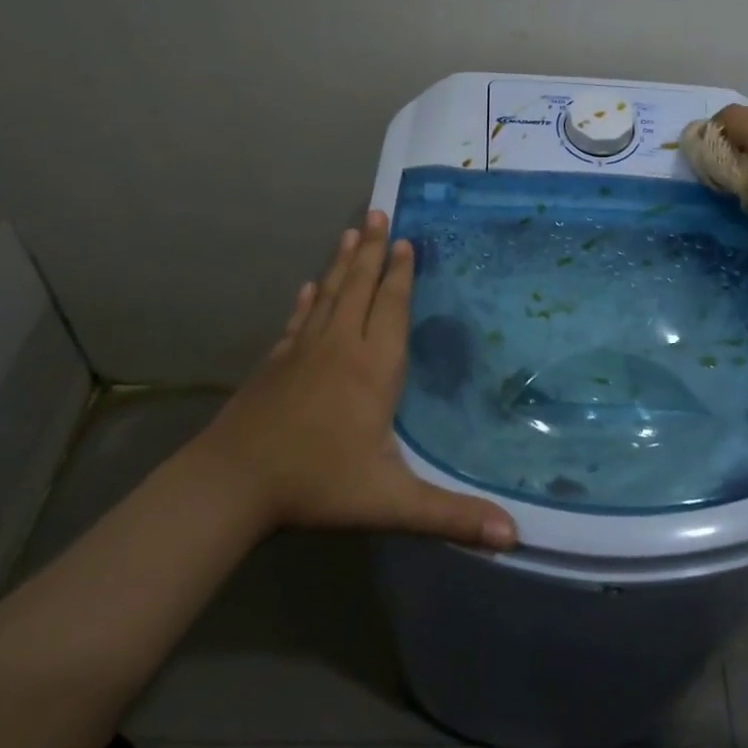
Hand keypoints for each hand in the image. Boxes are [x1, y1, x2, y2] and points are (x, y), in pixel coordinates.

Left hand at [202, 211, 518, 550]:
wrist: (233, 482)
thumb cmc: (317, 483)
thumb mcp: (390, 501)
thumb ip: (450, 515)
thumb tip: (514, 535)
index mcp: (372, 368)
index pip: (390, 308)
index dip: (400, 273)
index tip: (405, 240)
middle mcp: (339, 347)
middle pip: (359, 287)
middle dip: (372, 249)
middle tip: (378, 212)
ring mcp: (302, 351)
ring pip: (328, 294)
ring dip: (341, 262)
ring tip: (350, 230)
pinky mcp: (275, 363)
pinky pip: (297, 320)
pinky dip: (306, 300)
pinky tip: (306, 287)